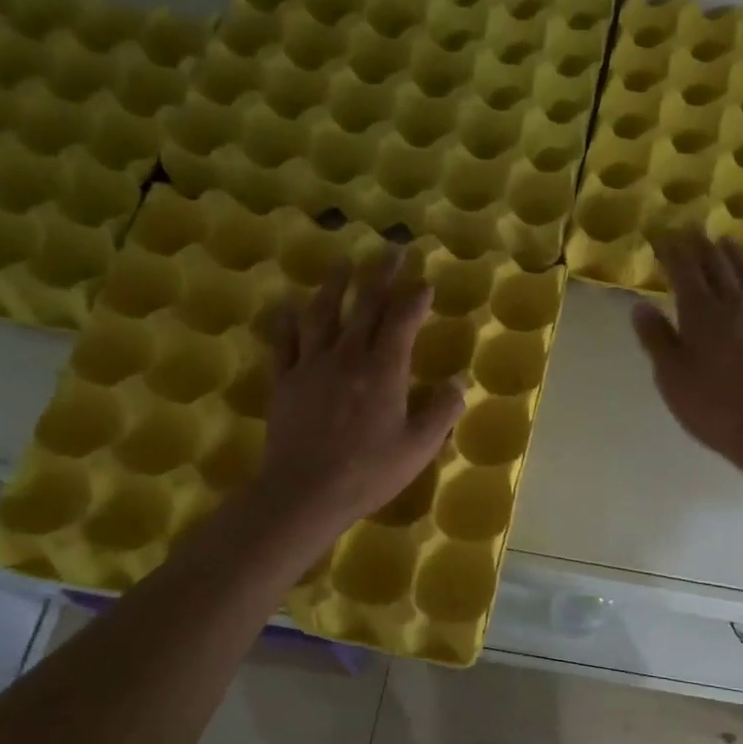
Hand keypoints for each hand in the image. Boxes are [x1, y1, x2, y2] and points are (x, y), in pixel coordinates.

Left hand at [259, 251, 464, 529]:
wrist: (305, 492)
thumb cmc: (369, 472)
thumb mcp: (419, 447)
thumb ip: (442, 411)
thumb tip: (459, 382)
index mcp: (384, 370)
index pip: (402, 321)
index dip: (415, 298)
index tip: (424, 282)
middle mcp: (348, 356)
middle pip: (365, 305)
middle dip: (381, 275)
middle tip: (391, 250)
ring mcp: (312, 365)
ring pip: (322, 313)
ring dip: (335, 285)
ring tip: (343, 264)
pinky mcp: (285, 381)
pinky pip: (284, 341)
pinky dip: (286, 319)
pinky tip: (286, 304)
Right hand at [631, 230, 742, 484]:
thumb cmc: (717, 409)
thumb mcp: (673, 379)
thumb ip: (657, 340)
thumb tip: (640, 305)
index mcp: (702, 313)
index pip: (684, 269)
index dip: (672, 249)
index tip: (662, 234)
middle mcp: (735, 304)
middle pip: (717, 265)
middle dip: (700, 244)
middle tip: (690, 228)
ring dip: (733, 254)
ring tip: (725, 241)